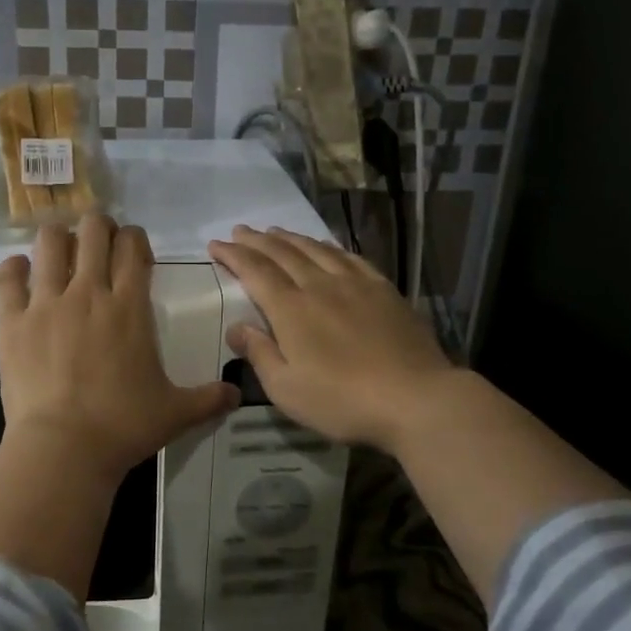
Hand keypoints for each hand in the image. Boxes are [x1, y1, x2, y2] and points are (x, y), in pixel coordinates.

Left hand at [0, 213, 238, 481]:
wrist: (64, 448)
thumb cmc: (123, 426)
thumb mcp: (176, 413)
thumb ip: (209, 399)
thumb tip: (237, 394)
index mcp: (129, 307)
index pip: (132, 247)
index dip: (134, 238)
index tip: (133, 250)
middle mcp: (88, 292)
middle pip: (93, 231)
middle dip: (98, 227)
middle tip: (98, 242)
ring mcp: (46, 304)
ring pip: (49, 243)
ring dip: (58, 239)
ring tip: (60, 249)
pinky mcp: (12, 322)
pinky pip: (7, 278)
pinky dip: (13, 268)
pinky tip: (19, 270)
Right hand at [207, 224, 454, 452]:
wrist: (415, 398)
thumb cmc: (343, 400)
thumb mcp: (287, 389)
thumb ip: (260, 354)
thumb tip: (236, 327)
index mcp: (291, 309)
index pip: (255, 271)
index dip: (233, 256)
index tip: (215, 245)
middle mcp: (320, 286)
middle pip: (283, 253)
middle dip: (257, 240)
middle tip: (239, 231)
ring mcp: (355, 284)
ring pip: (316, 249)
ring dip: (290, 237)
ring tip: (274, 230)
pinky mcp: (383, 290)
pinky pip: (349, 257)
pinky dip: (329, 247)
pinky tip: (326, 247)